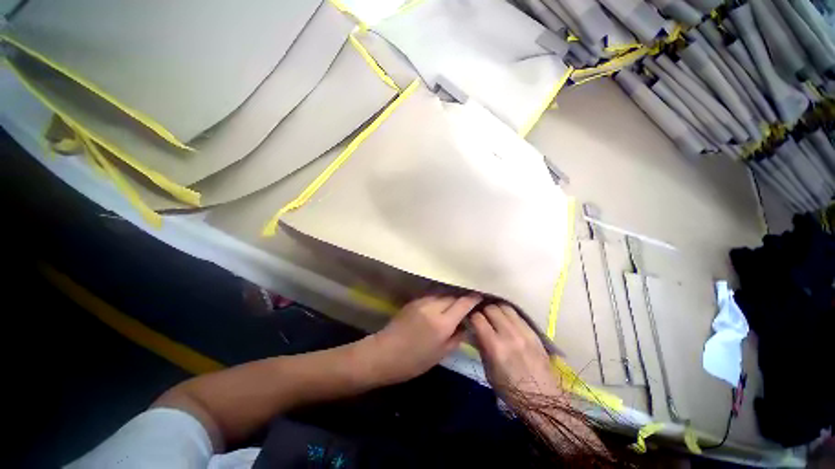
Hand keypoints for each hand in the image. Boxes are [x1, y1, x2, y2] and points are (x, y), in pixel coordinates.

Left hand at [361, 295, 480, 384]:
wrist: (385, 353)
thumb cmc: (414, 361)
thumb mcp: (441, 354)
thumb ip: (457, 337)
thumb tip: (467, 324)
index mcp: (442, 323)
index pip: (463, 303)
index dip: (474, 298)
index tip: (482, 295)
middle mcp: (433, 307)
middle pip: (453, 295)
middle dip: (463, 296)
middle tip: (471, 299)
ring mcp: (422, 301)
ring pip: (443, 293)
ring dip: (452, 295)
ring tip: (458, 300)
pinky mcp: (414, 300)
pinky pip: (432, 295)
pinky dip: (441, 297)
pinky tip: (442, 302)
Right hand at [471, 304, 559, 400]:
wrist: (542, 400)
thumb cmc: (510, 391)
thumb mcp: (488, 371)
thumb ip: (481, 347)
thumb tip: (474, 331)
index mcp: (495, 346)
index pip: (478, 318)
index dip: (471, 317)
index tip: (470, 320)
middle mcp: (509, 334)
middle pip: (491, 308)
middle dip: (483, 311)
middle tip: (482, 317)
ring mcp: (523, 332)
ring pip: (505, 307)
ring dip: (496, 310)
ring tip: (494, 316)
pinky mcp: (533, 332)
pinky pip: (517, 314)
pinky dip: (509, 314)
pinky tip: (507, 320)